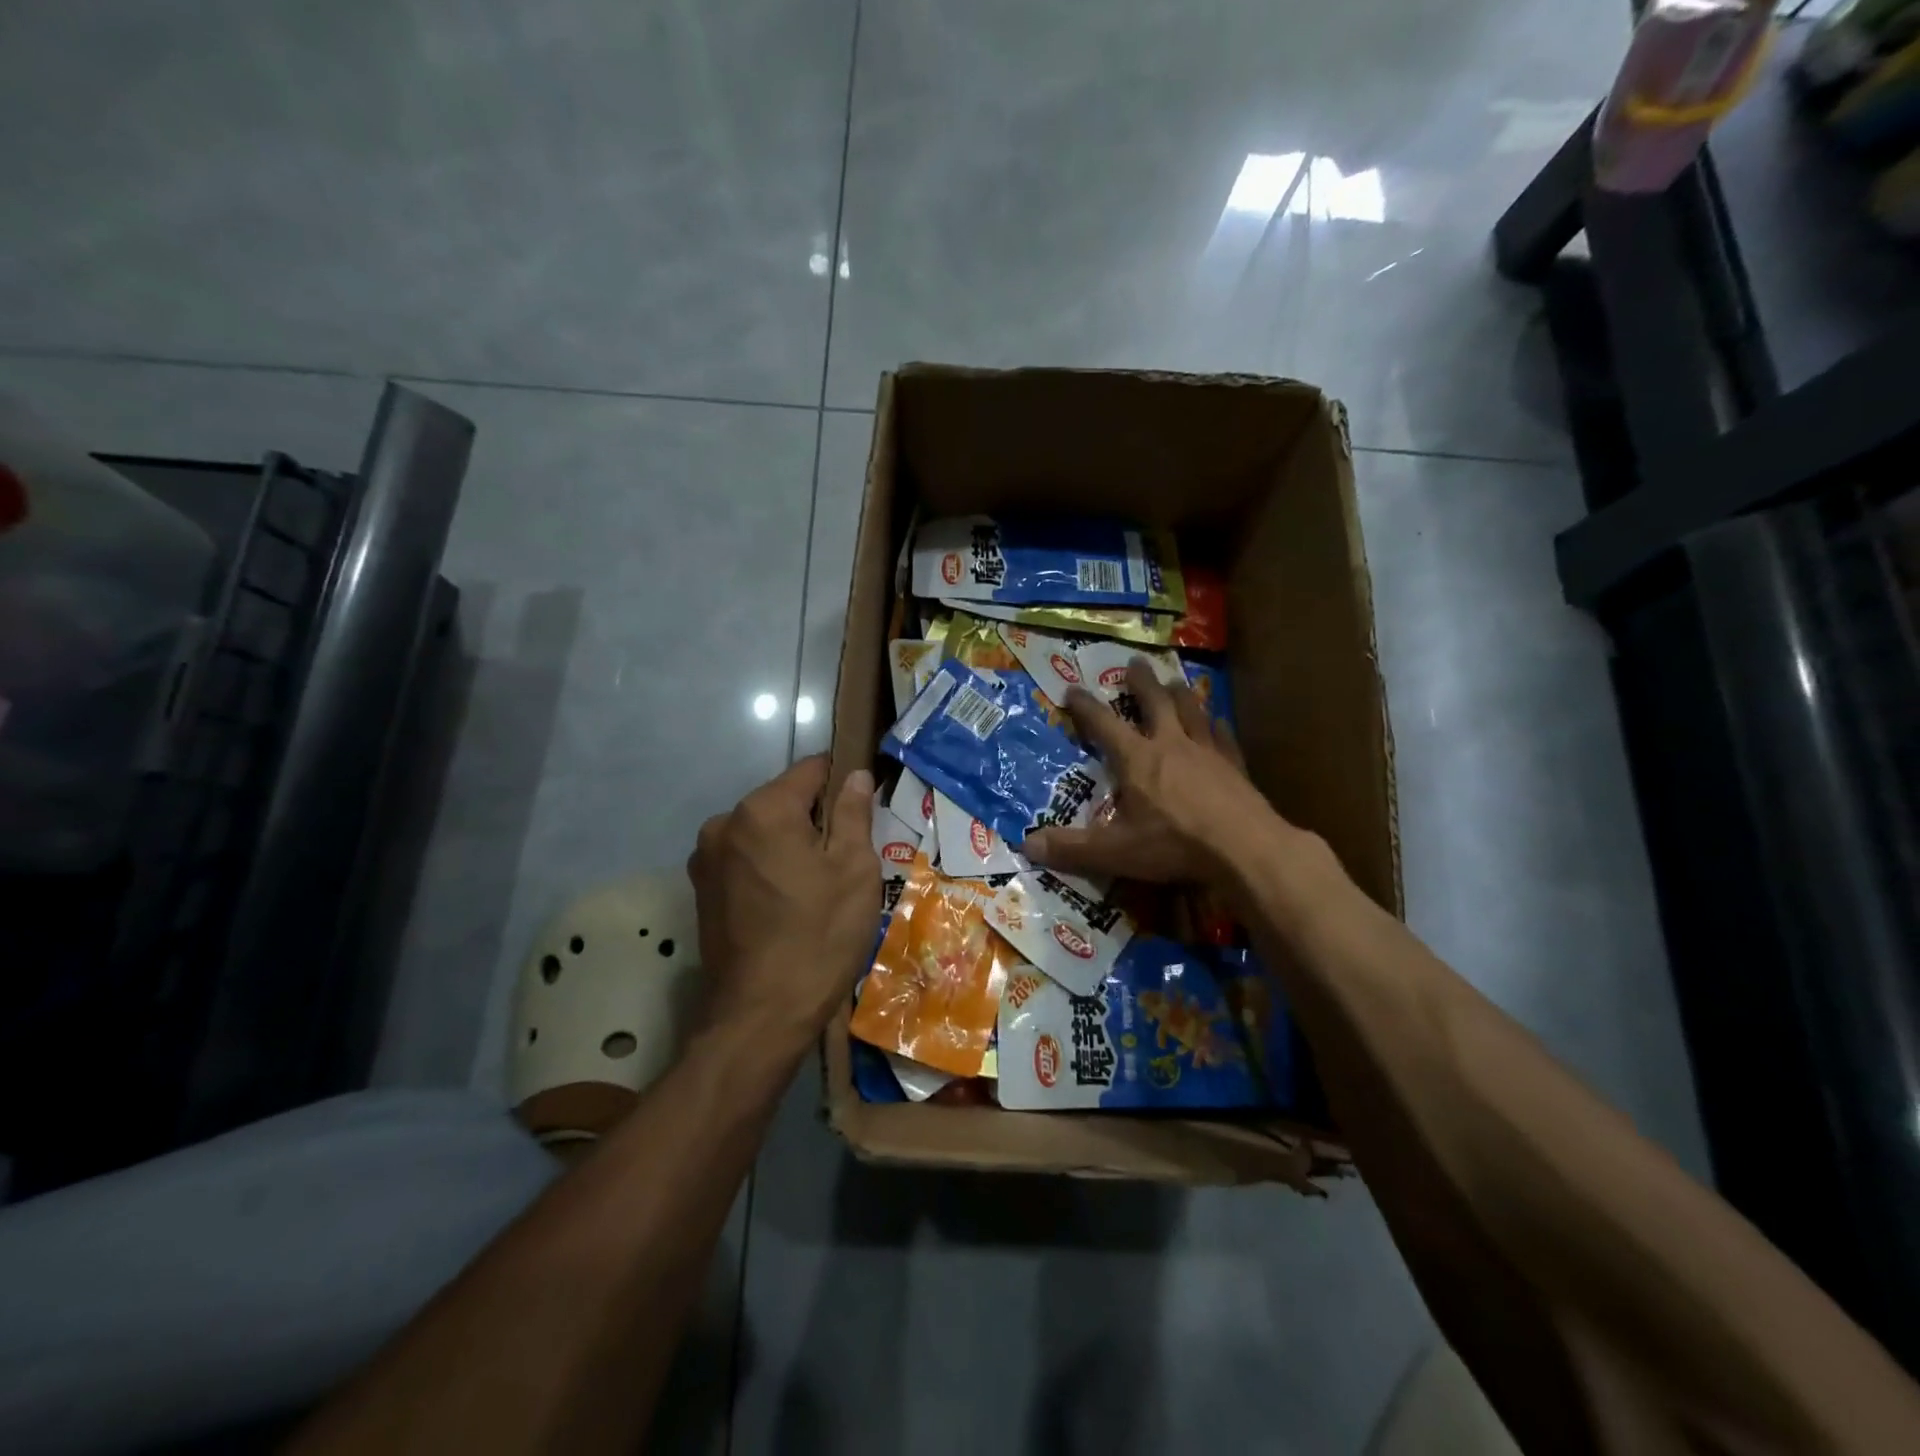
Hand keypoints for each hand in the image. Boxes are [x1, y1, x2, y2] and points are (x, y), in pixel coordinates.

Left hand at [688, 756, 879, 1049]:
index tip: (865, 809)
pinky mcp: (701, 890)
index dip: (844, 781)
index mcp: (763, 810)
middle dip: (816, 819)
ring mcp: (706, 858)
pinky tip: (789, 904)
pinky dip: (769, 868)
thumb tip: (856, 775)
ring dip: (791, 845)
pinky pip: (745, 860)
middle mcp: (724, 823)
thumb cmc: (819, 936)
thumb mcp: (854, 871)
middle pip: (784, 801)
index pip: (812, 769)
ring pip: (764, 832)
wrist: (760, 1017)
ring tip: (818, 888)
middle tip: (846, 859)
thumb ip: (853, 813)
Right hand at [1024, 658, 1282, 887]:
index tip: (1072, 690)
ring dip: (1180, 694)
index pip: (1103, 724)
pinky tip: (1217, 721)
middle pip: (1154, 702)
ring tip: (1174, 681)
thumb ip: (1071, 848)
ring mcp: (1207, 752)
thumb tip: (1026, 845)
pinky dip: (1216, 726)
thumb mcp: (1115, 852)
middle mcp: (1171, 744)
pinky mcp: (1235, 766)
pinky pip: (1223, 737)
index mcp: (1137, 759)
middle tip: (1134, 663)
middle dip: (1141, 682)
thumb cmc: (1174, 845)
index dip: (1085, 706)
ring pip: (1191, 710)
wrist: (1244, 848)